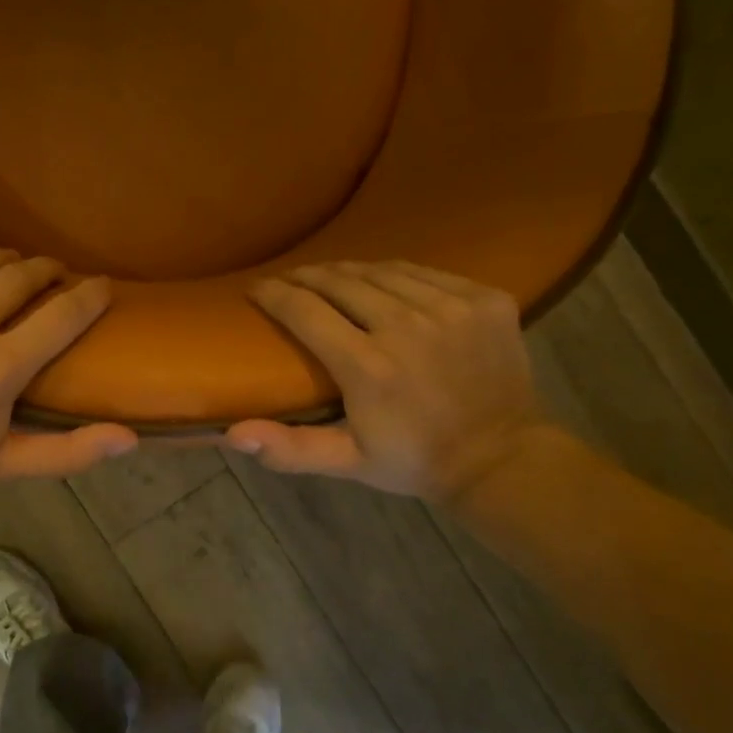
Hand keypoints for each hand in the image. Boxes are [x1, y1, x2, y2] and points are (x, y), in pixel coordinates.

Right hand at [227, 261, 548, 504]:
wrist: (500, 458)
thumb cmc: (412, 460)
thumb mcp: (346, 461)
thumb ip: (289, 448)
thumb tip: (232, 434)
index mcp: (369, 367)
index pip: (305, 311)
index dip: (274, 294)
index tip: (256, 288)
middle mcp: (408, 327)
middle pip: (341, 281)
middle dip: (307, 276)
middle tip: (289, 279)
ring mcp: (452, 308)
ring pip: (383, 271)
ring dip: (349, 271)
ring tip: (330, 277)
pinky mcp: (485, 299)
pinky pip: (425, 272)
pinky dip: (396, 273)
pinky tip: (383, 281)